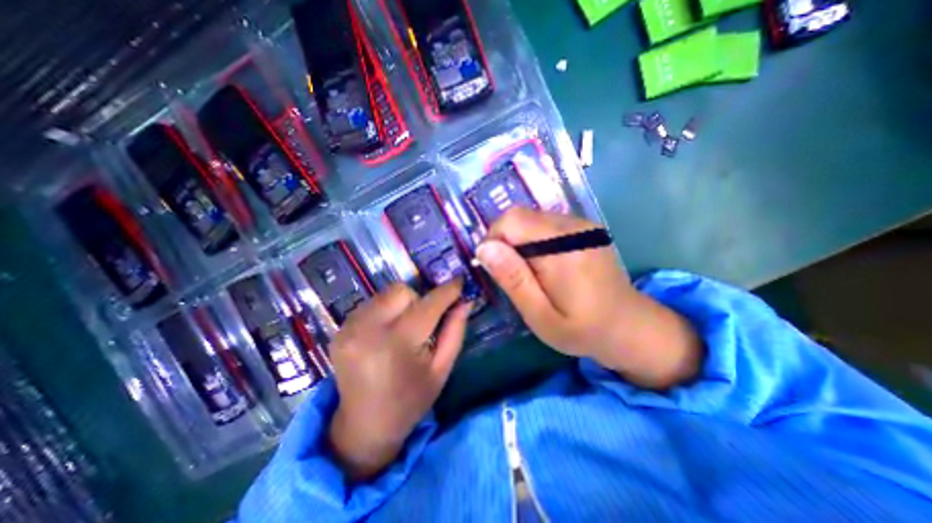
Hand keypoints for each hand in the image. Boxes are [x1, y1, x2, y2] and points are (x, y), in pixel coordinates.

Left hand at [329, 280, 474, 480]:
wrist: (364, 426)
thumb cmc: (411, 400)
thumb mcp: (441, 369)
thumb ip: (455, 331)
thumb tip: (465, 301)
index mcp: (396, 345)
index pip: (428, 306)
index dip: (447, 291)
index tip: (460, 281)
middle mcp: (367, 331)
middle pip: (401, 291)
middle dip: (418, 300)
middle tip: (423, 322)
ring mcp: (348, 329)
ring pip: (385, 294)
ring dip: (401, 305)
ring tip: (403, 329)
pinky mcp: (339, 330)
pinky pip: (370, 304)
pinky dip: (384, 311)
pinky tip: (386, 333)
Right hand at [476, 206, 703, 388]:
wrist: (629, 326)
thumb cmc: (582, 329)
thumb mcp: (540, 315)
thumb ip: (513, 279)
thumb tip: (484, 248)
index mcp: (563, 248)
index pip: (511, 221)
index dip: (494, 241)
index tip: (495, 269)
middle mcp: (573, 227)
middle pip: (519, 216)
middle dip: (505, 242)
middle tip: (512, 275)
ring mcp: (581, 224)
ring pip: (530, 218)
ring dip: (519, 242)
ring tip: (528, 272)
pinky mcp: (583, 228)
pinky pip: (544, 224)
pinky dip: (533, 240)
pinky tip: (543, 264)